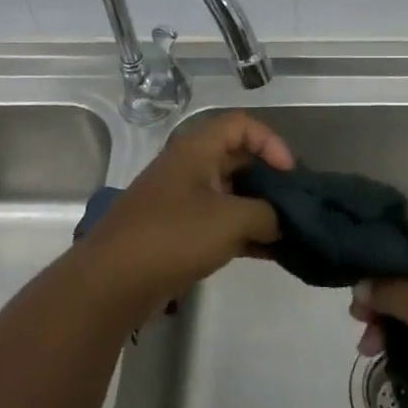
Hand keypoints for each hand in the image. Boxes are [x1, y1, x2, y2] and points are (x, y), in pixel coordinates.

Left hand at [73, 111, 292, 322]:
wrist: (111, 282)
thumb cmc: (173, 236)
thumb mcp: (231, 220)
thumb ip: (267, 214)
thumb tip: (281, 221)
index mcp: (196, 149)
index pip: (241, 125)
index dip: (270, 142)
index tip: (289, 174)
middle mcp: (188, 168)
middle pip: (238, 160)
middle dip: (270, 179)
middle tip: (296, 204)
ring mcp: (181, 201)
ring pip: (230, 194)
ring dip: (260, 210)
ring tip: (289, 232)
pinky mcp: (178, 233)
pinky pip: (219, 223)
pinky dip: (244, 233)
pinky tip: (270, 253)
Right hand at [349, 211, 407, 407]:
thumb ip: (390, 294)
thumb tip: (362, 284)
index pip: (402, 221)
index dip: (372, 234)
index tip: (346, 257)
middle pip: (407, 262)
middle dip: (378, 288)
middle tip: (356, 316)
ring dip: (392, 316)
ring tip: (368, 348)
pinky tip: (393, 354)